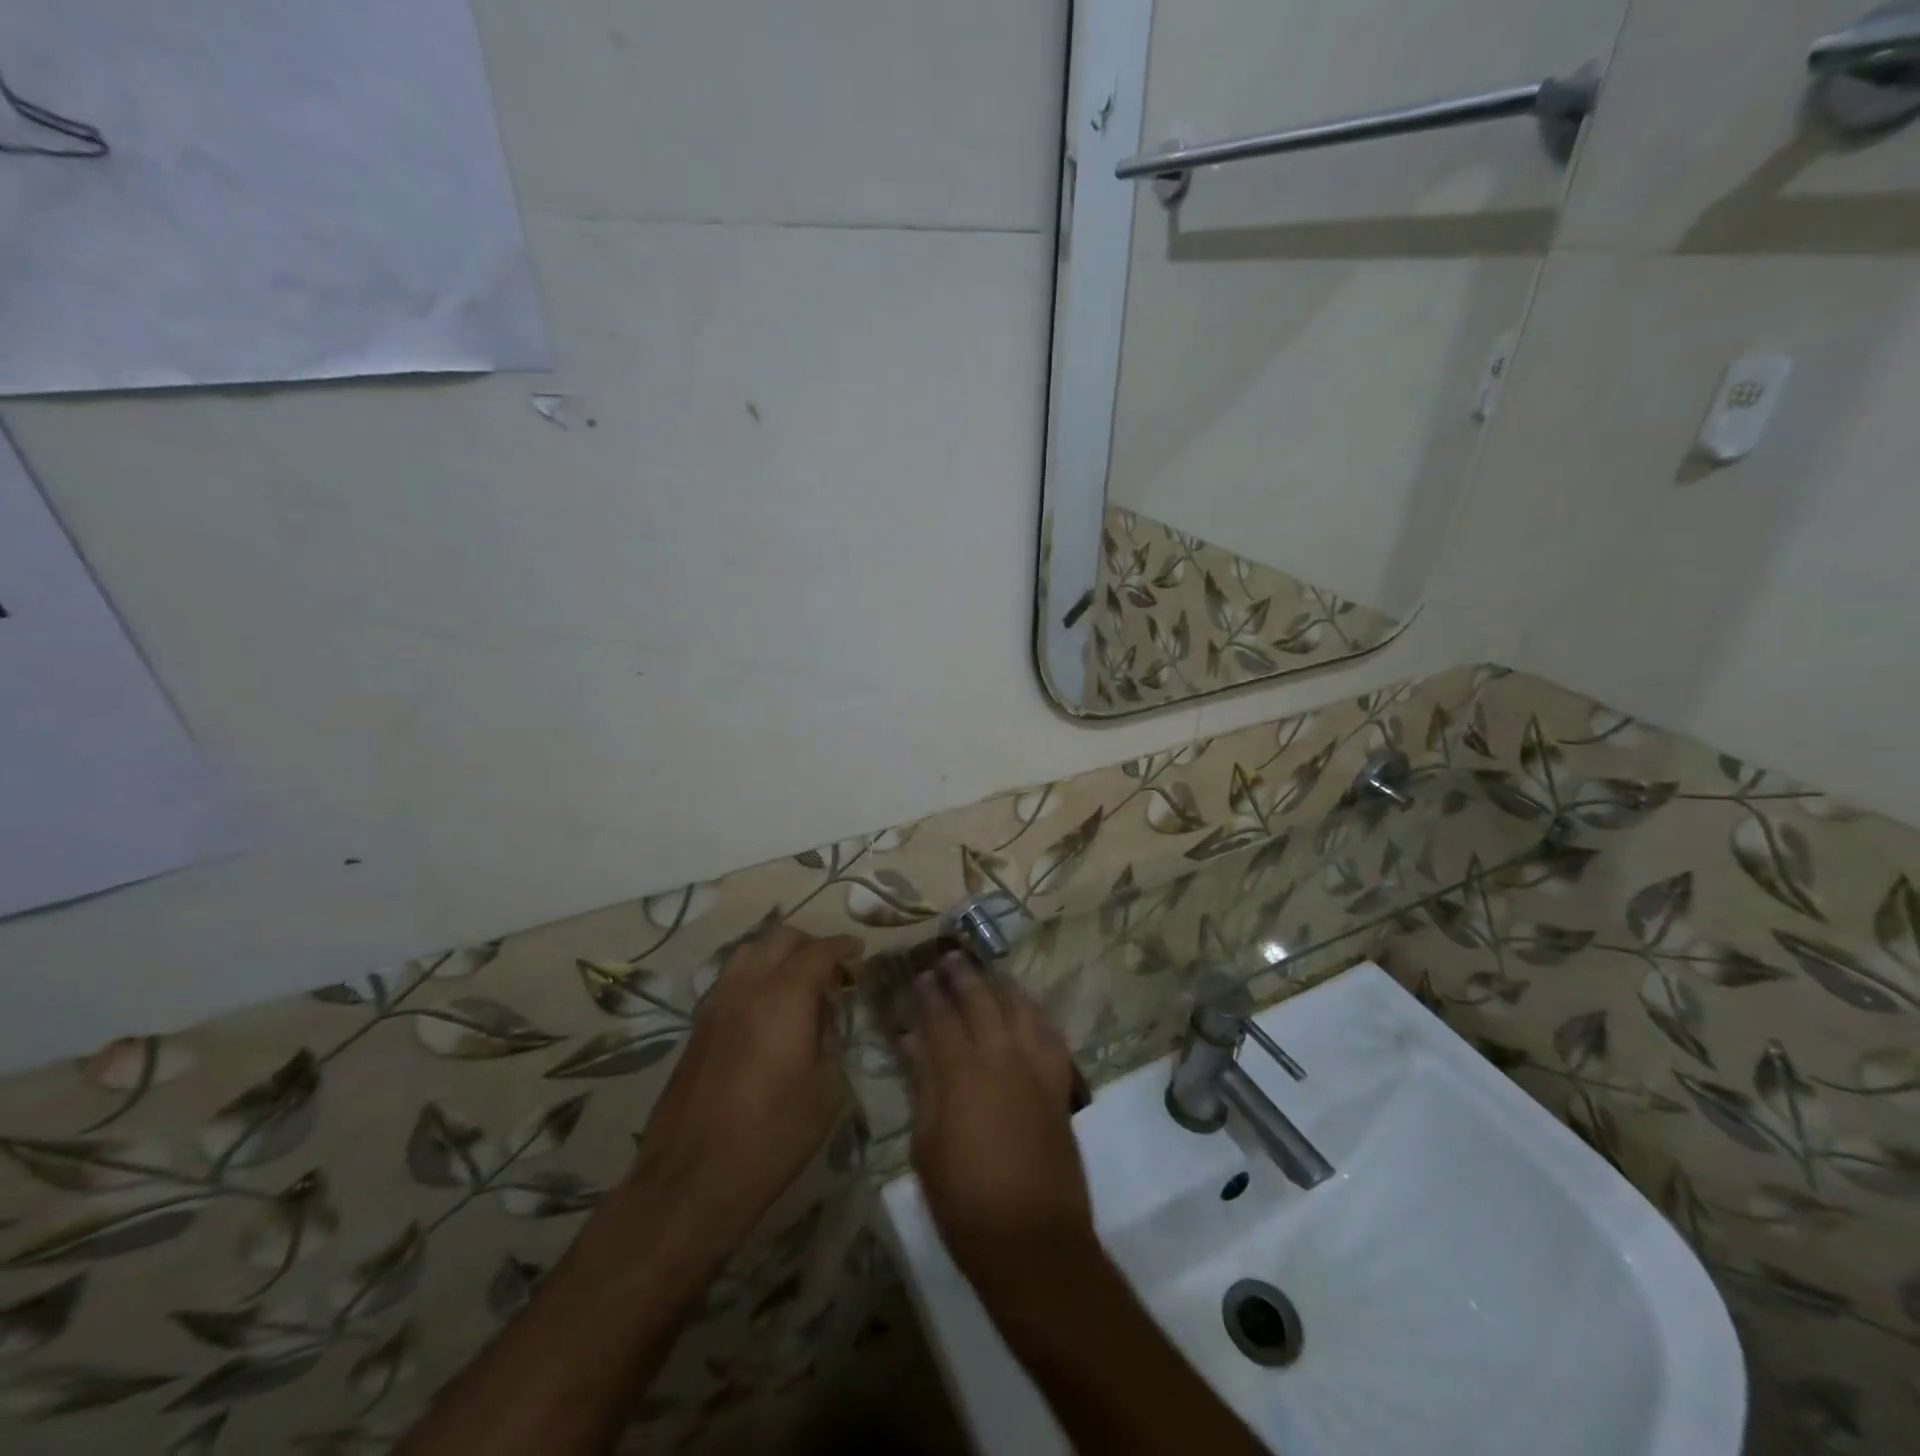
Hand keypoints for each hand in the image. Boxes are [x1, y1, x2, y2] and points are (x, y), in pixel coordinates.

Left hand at [625, 926, 860, 1256]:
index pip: (820, 951)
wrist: (693, 1178)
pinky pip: (731, 979)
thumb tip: (825, 1021)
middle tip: (832, 969)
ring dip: (778, 955)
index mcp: (785, 996)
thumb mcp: (826, 1090)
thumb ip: (831, 1041)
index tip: (859, 952)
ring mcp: (717, 1003)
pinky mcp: (698, 1025)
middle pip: (781, 939)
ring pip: (750, 952)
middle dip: (811, 944)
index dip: (843, 946)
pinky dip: (755, 976)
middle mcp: (748, 987)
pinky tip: (767, 1009)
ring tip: (798, 983)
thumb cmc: (772, 1135)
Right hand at [903, 955, 1095, 1292]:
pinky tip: (1024, 1008)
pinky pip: (1048, 1032)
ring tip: (986, 972)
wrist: (1032, 1240)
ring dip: (999, 984)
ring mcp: (1035, 1067)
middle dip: (963, 974)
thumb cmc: (965, 1201)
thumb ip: (923, 1086)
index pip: (940, 1017)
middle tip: (949, 957)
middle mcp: (1001, 1056)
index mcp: (962, 1072)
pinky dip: (1033, 1012)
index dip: (927, 994)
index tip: (919, 975)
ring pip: (1019, 1007)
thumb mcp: (926, 1146)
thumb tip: (914, 1043)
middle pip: (981, 1000)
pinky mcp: (1058, 1084)